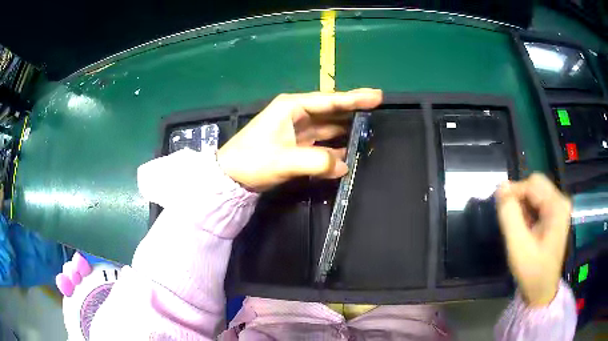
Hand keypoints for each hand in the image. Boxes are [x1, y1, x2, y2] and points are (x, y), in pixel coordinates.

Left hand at [217, 89, 382, 191]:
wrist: (230, 177)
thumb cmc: (252, 161)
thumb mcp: (284, 160)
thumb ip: (316, 162)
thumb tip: (344, 165)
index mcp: (292, 107)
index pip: (329, 100)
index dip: (354, 98)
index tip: (377, 96)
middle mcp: (296, 114)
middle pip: (331, 110)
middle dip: (353, 111)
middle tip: (377, 111)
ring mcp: (296, 129)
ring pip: (327, 126)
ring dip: (345, 130)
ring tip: (368, 132)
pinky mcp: (296, 144)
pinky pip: (321, 142)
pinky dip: (334, 147)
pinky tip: (348, 152)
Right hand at [496, 174, 571, 306]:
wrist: (542, 291)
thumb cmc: (532, 271)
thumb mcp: (518, 246)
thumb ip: (509, 215)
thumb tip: (500, 186)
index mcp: (557, 206)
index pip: (532, 184)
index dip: (514, 192)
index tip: (500, 210)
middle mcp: (561, 201)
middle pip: (535, 185)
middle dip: (519, 198)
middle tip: (509, 220)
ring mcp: (559, 208)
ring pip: (535, 193)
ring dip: (522, 206)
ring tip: (517, 227)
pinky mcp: (555, 215)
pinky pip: (538, 202)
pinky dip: (527, 211)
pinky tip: (524, 228)